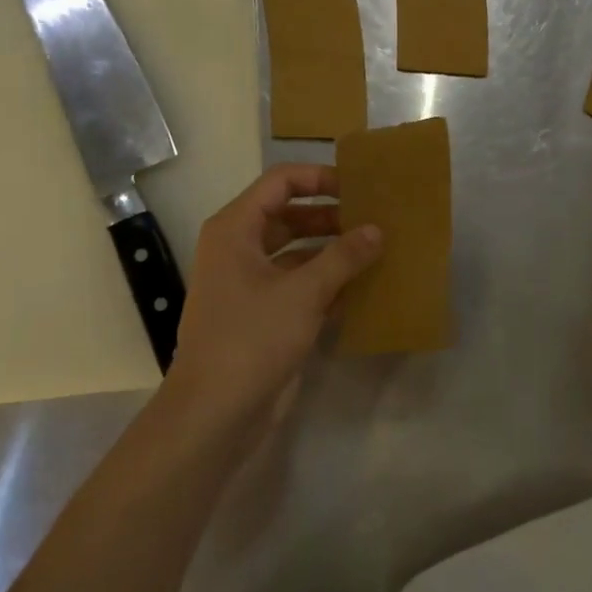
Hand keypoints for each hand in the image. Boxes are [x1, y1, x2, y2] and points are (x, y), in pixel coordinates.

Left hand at [170, 163, 380, 423]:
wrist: (215, 413)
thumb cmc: (252, 338)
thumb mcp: (304, 292)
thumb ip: (343, 257)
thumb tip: (376, 230)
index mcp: (235, 230)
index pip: (280, 183)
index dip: (319, 178)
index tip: (358, 187)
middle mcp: (239, 249)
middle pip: (290, 216)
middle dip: (331, 216)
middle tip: (375, 220)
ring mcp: (250, 284)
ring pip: (297, 252)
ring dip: (333, 250)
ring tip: (376, 250)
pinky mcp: (263, 314)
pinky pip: (299, 285)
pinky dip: (327, 282)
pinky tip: (363, 288)